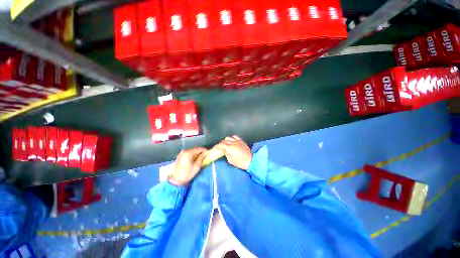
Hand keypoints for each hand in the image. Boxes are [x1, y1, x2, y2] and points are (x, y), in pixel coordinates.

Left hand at [169, 147, 207, 185]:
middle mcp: (184, 151)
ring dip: (196, 153)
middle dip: (200, 152)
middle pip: (195, 149)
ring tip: (201, 157)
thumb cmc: (188, 173)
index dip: (204, 150)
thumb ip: (201, 158)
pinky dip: (192, 155)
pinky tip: (195, 158)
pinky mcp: (180, 156)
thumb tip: (205, 154)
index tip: (208, 153)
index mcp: (188, 153)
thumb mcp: (197, 166)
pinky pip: (188, 153)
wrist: (176, 180)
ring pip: (191, 151)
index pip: (198, 149)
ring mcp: (181, 153)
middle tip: (205, 155)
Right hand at [212, 136, 251, 169]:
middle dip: (220, 143)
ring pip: (229, 137)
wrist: (251, 160)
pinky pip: (235, 137)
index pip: (220, 145)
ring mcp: (237, 141)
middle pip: (224, 141)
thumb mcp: (231, 160)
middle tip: (219, 147)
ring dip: (225, 140)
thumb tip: (224, 151)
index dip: (216, 146)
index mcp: (229, 148)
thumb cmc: (240, 162)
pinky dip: (232, 138)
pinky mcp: (241, 141)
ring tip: (225, 144)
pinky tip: (232, 140)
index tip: (214, 148)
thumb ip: (226, 154)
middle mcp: (232, 142)